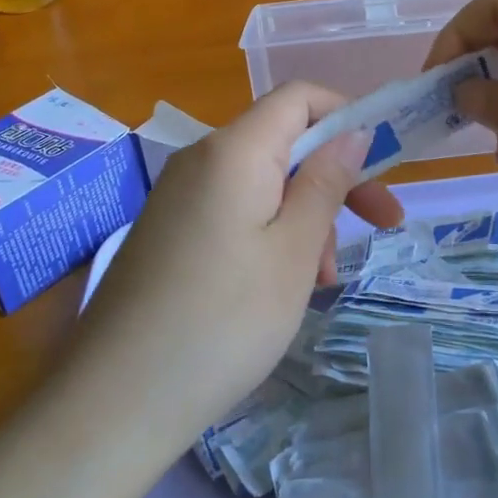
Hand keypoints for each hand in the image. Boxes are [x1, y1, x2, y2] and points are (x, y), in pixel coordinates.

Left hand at [64, 83, 402, 464]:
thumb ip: (326, 182)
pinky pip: (233, 208)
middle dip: (335, 174)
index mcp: (233, 150)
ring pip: (262, 180)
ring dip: (305, 213)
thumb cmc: (223, 322)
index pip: (299, 96)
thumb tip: (353, 131)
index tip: (384, 163)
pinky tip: (283, 285)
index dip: (347, 115)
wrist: (113, 401)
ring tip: (324, 279)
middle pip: (283, 140)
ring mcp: (179, 194)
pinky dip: (270, 231)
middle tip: (382, 225)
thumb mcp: (293, 252)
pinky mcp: (168, 229)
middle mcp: (201, 158)